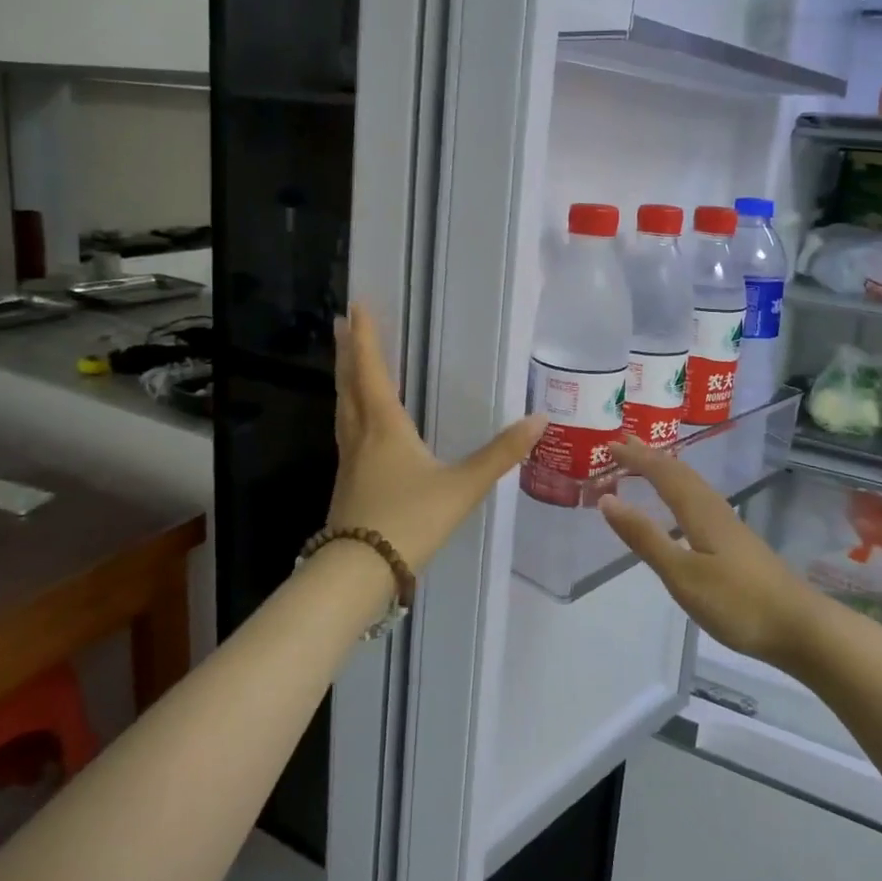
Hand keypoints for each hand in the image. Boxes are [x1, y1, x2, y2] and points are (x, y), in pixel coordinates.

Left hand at [328, 303, 545, 574]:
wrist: (358, 573)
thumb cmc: (409, 520)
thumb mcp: (462, 487)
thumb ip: (500, 454)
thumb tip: (539, 420)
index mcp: (384, 427)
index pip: (372, 371)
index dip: (366, 338)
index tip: (355, 306)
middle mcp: (361, 436)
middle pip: (349, 385)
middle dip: (348, 352)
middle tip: (342, 323)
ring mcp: (349, 461)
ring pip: (343, 409)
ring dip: (345, 380)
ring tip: (347, 363)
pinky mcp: (347, 483)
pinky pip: (346, 432)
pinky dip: (350, 411)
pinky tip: (360, 424)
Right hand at [600, 437, 822, 667]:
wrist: (801, 628)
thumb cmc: (737, 602)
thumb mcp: (682, 574)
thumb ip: (645, 537)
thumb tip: (607, 499)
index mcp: (699, 511)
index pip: (662, 473)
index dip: (636, 457)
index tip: (609, 444)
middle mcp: (714, 509)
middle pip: (679, 472)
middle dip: (650, 456)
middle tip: (623, 443)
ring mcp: (729, 526)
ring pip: (692, 485)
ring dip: (666, 470)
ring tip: (647, 464)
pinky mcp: (736, 543)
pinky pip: (699, 500)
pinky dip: (679, 490)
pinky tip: (681, 507)